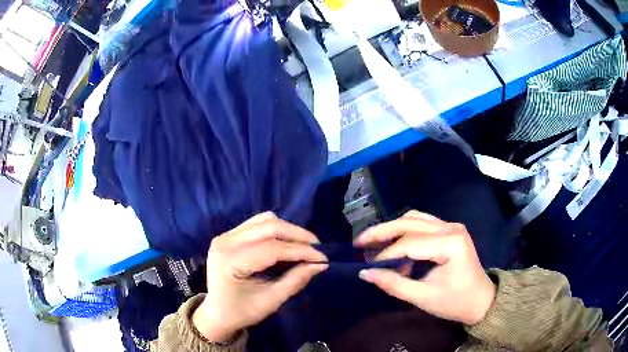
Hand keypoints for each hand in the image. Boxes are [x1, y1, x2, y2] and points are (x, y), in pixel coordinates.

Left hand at [192, 212, 327, 341]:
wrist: (217, 312)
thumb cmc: (241, 312)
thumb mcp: (270, 301)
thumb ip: (295, 281)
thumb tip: (320, 264)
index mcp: (230, 262)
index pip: (272, 248)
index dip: (300, 251)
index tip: (323, 257)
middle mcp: (225, 242)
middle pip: (268, 226)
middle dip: (297, 234)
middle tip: (317, 247)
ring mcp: (225, 235)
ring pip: (263, 220)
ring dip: (288, 230)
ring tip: (304, 244)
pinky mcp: (228, 235)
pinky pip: (257, 223)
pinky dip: (276, 230)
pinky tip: (286, 242)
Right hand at [354, 210, 495, 325]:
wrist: (480, 300)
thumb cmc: (455, 302)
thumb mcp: (423, 297)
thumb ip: (393, 284)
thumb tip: (364, 273)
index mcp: (450, 243)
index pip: (409, 243)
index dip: (385, 255)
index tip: (366, 266)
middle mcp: (451, 227)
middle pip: (410, 222)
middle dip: (382, 231)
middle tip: (358, 242)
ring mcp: (451, 226)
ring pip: (414, 218)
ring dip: (391, 228)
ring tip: (372, 241)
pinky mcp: (449, 230)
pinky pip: (422, 223)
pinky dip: (404, 230)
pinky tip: (392, 242)